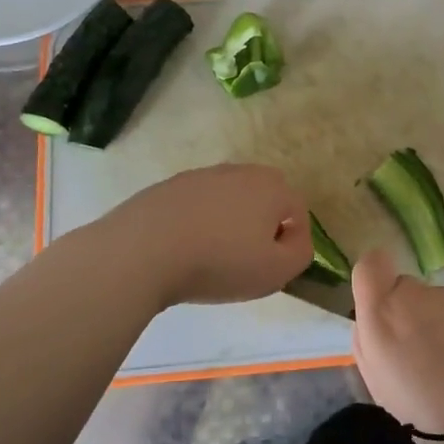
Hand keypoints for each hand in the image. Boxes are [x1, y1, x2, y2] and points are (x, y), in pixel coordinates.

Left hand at [104, 164, 310, 307]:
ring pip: (228, 201)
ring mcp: (200, 176)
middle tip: (246, 261)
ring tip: (211, 257)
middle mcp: (239, 171)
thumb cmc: (219, 261)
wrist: (143, 250)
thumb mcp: (276, 271)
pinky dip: (196, 224)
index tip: (274, 268)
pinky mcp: (168, 187)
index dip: (292, 242)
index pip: (297, 211)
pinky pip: (195, 207)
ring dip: (227, 224)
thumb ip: (300, 253)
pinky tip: (183, 250)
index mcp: (271, 186)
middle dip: (261, 227)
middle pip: (262, 200)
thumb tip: (295, 239)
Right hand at [349, 249, 443, 440]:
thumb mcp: (379, 387)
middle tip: (425, 354)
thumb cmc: (430, 415)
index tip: (384, 309)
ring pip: (441, 304)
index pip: (370, 265)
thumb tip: (374, 320)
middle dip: (411, 313)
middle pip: (407, 289)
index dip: (375, 282)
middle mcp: (418, 295)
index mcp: (383, 315)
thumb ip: (368, 343)